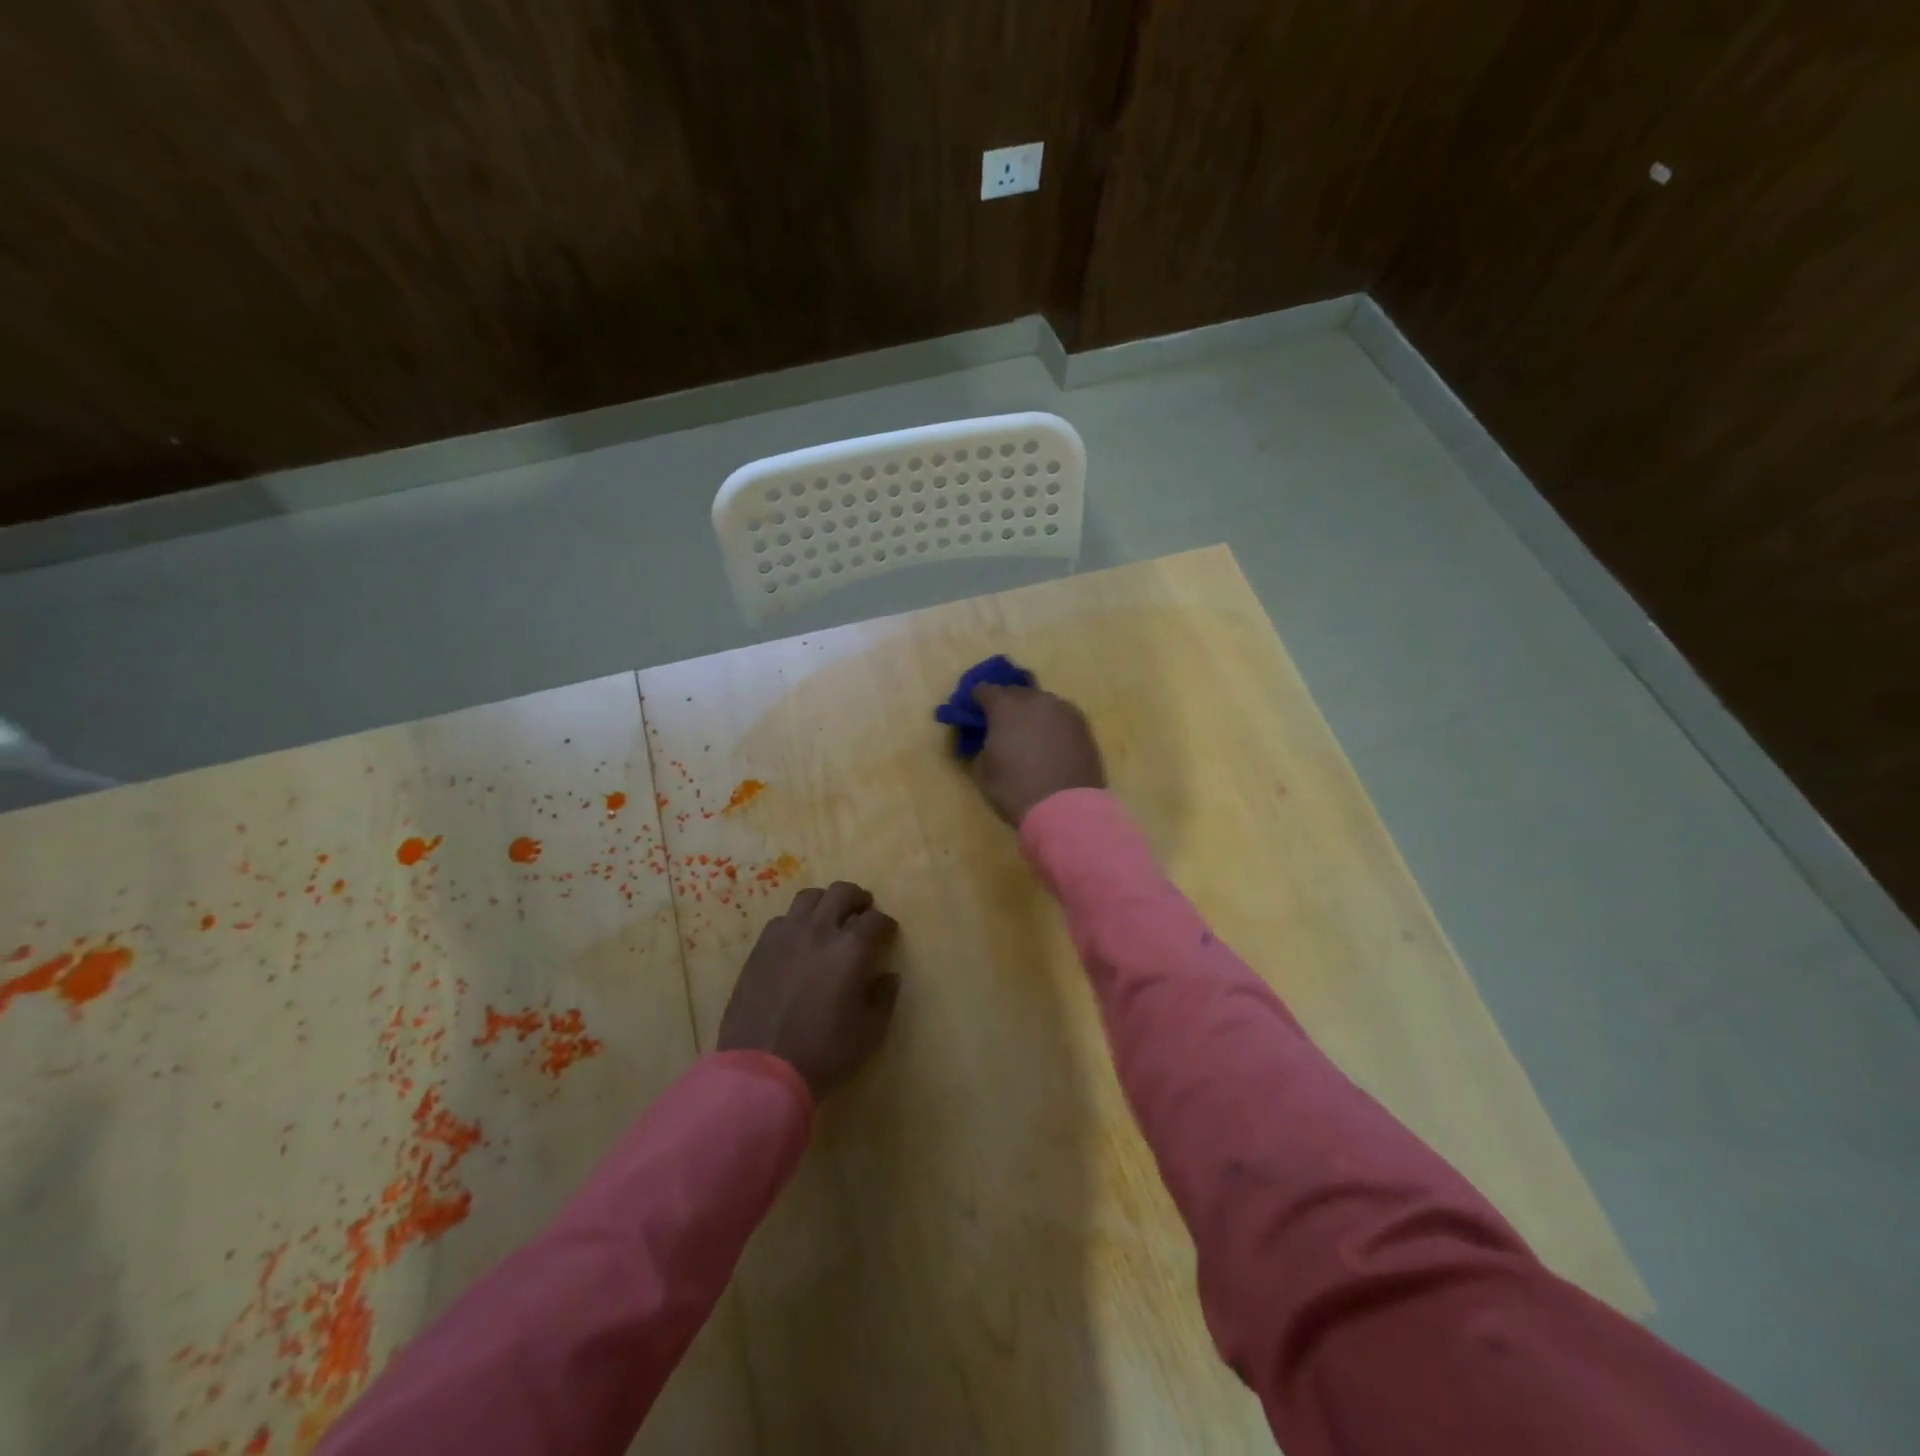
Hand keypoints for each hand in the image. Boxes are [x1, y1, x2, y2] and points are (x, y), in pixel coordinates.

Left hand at [718, 881, 900, 1099]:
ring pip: (810, 897)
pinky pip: (783, 919)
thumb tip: (888, 976)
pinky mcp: (761, 947)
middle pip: (842, 893)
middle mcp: (820, 930)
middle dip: (858, 899)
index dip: (886, 924)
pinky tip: (799, 939)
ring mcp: (786, 935)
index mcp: (851, 949)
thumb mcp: (869, 1033)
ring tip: (829, 918)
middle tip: (862, 912)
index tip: (887, 933)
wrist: (761, 1069)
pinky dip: (797, 921)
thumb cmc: (823, 1052)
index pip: (876, 920)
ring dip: (825, 902)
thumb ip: (884, 999)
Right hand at [968, 684, 1105, 826]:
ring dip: (1032, 715)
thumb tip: (988, 741)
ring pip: (1041, 704)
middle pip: (1016, 693)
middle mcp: (1036, 699)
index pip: (985, 690)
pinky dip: (1052, 726)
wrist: (1067, 809)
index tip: (974, 715)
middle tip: (1001, 727)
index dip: (976, 701)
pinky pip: (1060, 718)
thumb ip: (980, 746)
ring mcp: (1064, 710)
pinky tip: (1050, 745)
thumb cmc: (1016, 790)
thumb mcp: (982, 771)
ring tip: (1029, 737)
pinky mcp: (1084, 726)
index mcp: (1006, 706)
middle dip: (1006, 706)